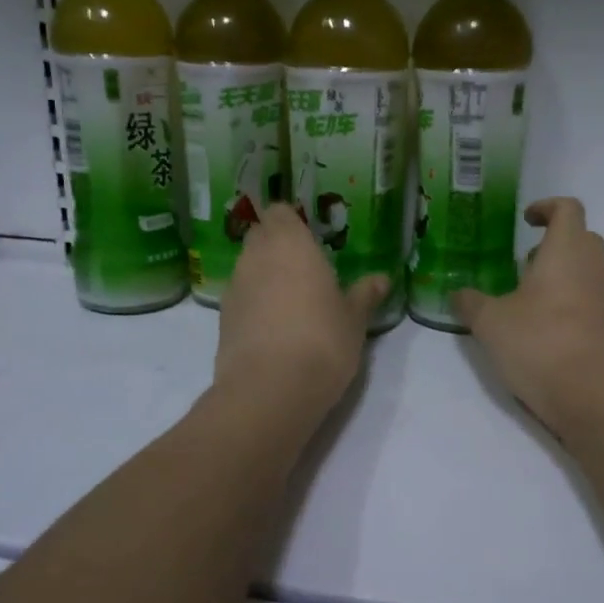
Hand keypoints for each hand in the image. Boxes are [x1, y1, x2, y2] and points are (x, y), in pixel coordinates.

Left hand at [215, 205, 389, 419]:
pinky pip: (241, 299)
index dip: (291, 222)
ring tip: (293, 303)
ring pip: (248, 268)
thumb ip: (365, 295)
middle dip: (278, 247)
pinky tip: (275, 329)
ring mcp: (234, 287)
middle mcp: (256, 257)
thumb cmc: (322, 341)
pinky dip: (254, 305)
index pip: (279, 212)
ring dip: (266, 277)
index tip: (309, 237)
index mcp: (290, 243)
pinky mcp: (222, 319)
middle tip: (306, 269)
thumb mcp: (354, 320)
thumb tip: (381, 279)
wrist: (269, 390)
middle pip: (261, 237)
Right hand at [452, 198, 603, 434]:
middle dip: (553, 243)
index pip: (567, 209)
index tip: (525, 221)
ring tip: (527, 298)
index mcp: (567, 251)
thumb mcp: (490, 322)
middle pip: (582, 237)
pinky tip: (544, 328)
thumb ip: (470, 302)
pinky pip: (592, 298)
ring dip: (562, 273)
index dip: (546, 207)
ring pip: (588, 269)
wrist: (594, 397)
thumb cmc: (540, 344)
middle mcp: (594, 266)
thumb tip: (457, 294)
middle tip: (522, 263)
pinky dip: (571, 301)